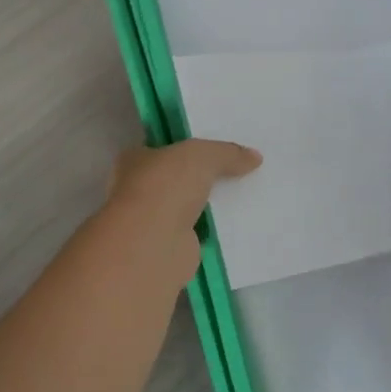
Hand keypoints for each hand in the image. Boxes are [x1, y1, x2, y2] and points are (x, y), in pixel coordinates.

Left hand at [103, 139, 262, 288]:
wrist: (154, 245)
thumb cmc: (166, 187)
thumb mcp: (201, 156)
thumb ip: (227, 153)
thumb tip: (254, 156)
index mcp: (135, 160)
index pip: (164, 147)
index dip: (189, 145)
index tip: (219, 146)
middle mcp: (140, 189)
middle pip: (179, 177)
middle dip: (204, 176)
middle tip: (241, 169)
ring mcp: (154, 220)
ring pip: (189, 206)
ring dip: (211, 204)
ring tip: (247, 195)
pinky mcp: (172, 246)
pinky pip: (200, 232)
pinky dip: (215, 230)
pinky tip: (240, 224)